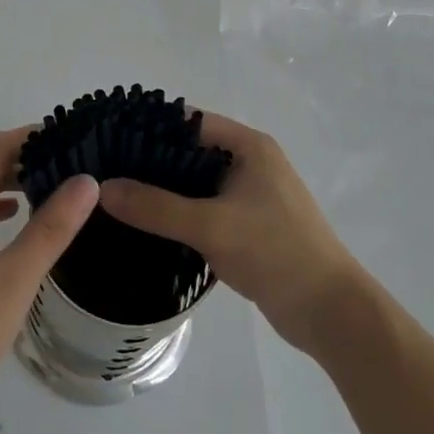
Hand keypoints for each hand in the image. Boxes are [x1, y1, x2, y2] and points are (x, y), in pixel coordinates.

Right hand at [99, 112, 359, 352]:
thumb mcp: (211, 226)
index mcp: (249, 146)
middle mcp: (251, 162)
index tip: (111, 139)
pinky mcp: (249, 225)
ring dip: (165, 190)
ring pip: (197, 183)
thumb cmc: (275, 252)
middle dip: (152, 160)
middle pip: (191, 151)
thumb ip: (156, 208)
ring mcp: (251, 195)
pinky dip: (180, 213)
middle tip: (107, 172)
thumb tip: (103, 189)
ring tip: (118, 197)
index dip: (151, 127)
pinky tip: (148, 225)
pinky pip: (206, 208)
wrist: (330, 312)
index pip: (190, 121)